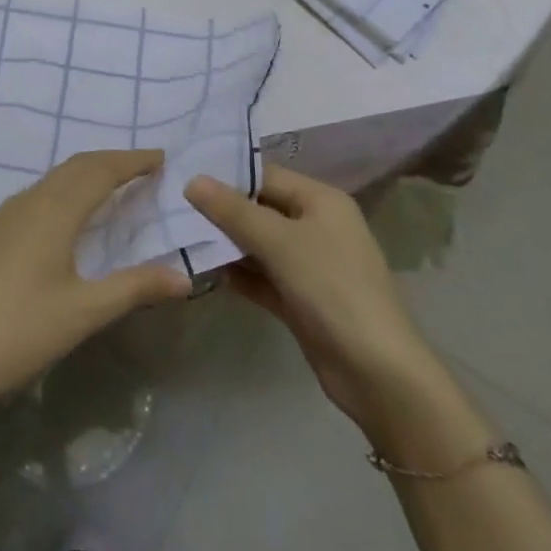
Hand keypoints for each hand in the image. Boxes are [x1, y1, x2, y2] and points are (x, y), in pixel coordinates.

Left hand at [0, 149, 190, 397]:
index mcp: (55, 211)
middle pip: (75, 167)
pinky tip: (67, 213)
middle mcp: (30, 201)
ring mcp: (5, 216)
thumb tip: (183, 276)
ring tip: (112, 184)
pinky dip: (64, 189)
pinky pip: (38, 194)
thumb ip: (134, 288)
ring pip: (54, 179)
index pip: (100, 171)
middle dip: (110, 161)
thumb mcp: (83, 313)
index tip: (160, 157)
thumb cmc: (20, 328)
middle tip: (142, 166)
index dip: (131, 161)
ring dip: (85, 173)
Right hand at [186, 165, 431, 422]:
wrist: (377, 374)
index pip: (265, 176)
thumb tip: (192, 180)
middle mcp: (316, 226)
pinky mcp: (301, 300)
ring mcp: (309, 265)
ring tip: (180, 239)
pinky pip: (263, 277)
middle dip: (221, 213)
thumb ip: (234, 211)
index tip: (182, 179)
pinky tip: (205, 273)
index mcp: (321, 201)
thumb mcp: (280, 242)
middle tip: (174, 210)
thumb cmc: (332, 289)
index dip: (226, 177)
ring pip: (259, 245)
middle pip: (260, 210)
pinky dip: (239, 275)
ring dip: (226, 245)